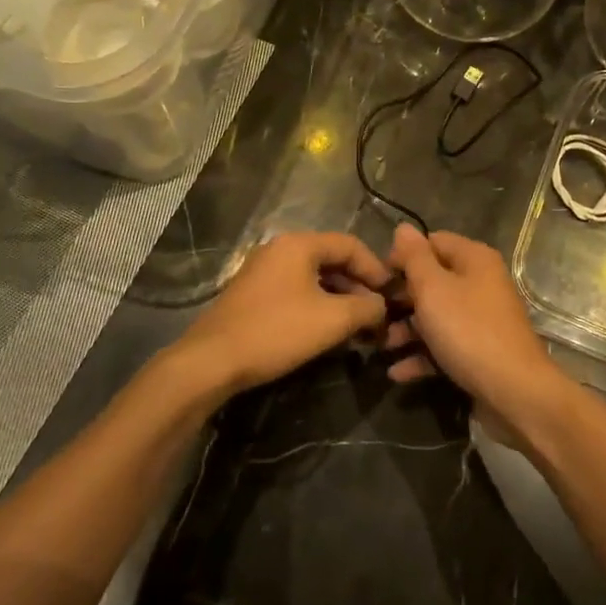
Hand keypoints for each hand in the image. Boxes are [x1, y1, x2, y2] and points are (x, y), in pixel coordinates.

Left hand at [173, 232, 394, 397]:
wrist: (212, 360)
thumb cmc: (277, 331)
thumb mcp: (333, 320)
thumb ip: (367, 308)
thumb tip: (383, 307)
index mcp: (299, 244)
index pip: (351, 245)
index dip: (377, 270)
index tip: (393, 296)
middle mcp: (280, 249)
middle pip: (332, 260)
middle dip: (359, 288)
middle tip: (378, 316)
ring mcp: (263, 271)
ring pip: (314, 278)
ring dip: (340, 300)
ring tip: (358, 328)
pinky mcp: (253, 295)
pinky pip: (296, 291)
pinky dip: (318, 306)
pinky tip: (328, 332)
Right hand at [386, 225, 564, 426]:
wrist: (514, 392)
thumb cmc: (468, 330)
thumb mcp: (433, 288)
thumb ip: (414, 257)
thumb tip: (403, 228)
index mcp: (474, 259)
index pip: (432, 242)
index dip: (403, 256)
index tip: (379, 278)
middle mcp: (481, 284)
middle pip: (433, 281)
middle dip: (401, 298)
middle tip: (374, 313)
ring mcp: (482, 319)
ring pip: (436, 316)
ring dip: (407, 330)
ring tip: (381, 346)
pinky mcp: (480, 351)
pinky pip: (445, 345)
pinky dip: (422, 356)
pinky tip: (397, 372)